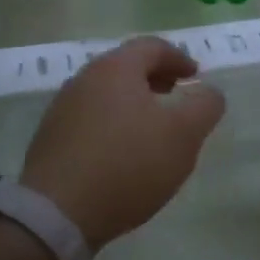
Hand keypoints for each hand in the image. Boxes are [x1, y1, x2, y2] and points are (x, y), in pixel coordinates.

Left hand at [21, 37, 225, 249]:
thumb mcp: (183, 134)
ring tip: (151, 130)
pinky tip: (121, 155)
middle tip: (175, 98)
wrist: (58, 213)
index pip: (152, 46)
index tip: (195, 78)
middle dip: (155, 79)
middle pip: (126, 67)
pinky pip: (90, 120)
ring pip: (106, 94)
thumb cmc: (128, 164)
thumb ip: (204, 106)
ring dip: (132, 104)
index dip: (179, 58)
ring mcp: (62, 109)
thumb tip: (209, 92)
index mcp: (116, 68)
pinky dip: (112, 125)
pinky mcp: (50, 140)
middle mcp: (84, 79)